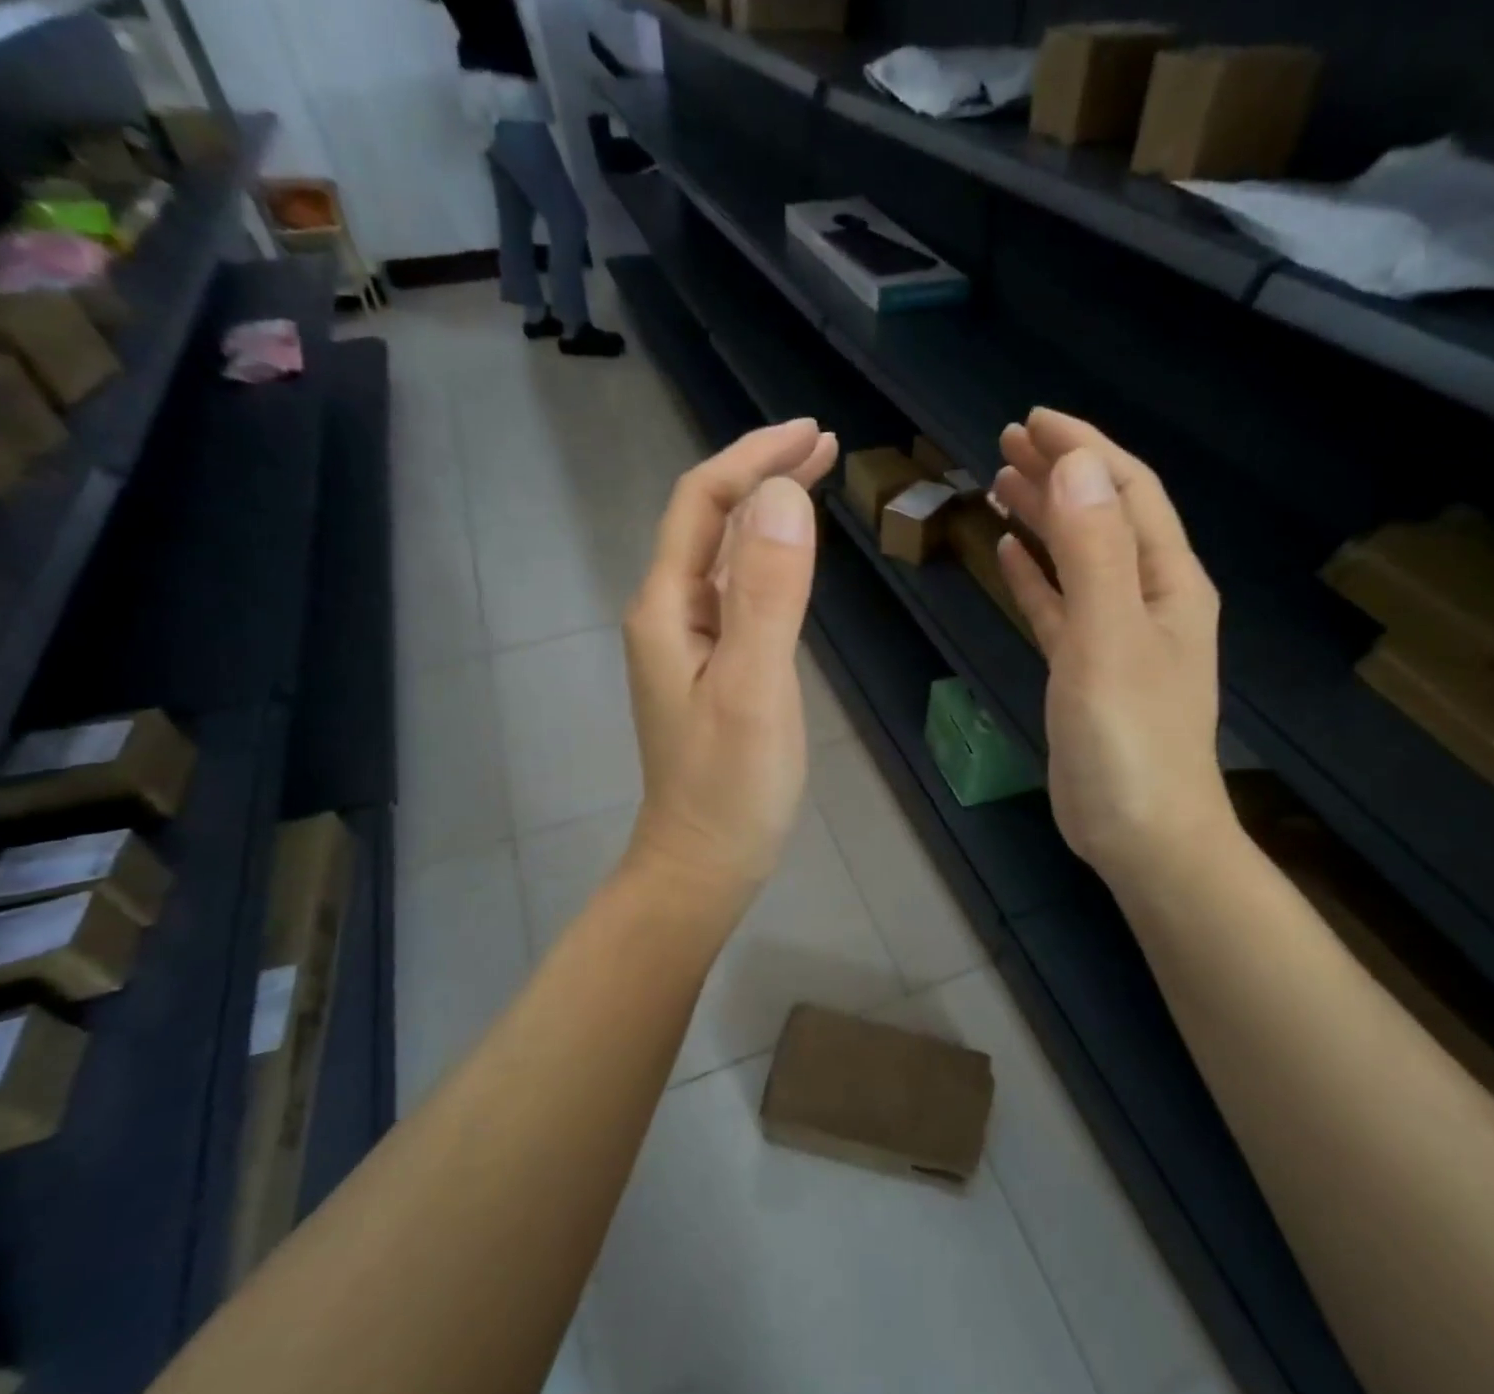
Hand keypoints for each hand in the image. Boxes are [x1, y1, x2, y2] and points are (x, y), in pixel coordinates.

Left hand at [622, 418, 838, 897]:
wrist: (705, 861)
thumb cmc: (730, 784)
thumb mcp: (753, 686)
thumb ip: (766, 592)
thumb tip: (783, 495)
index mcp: (667, 608)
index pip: (702, 504)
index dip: (753, 459)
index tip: (814, 433)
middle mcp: (670, 613)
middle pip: (709, 520)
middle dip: (762, 473)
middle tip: (826, 443)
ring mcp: (690, 642)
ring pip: (725, 554)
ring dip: (767, 510)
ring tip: (817, 478)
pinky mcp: (714, 667)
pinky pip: (738, 591)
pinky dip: (769, 557)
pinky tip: (793, 553)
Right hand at [992, 409, 1233, 885]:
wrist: (1141, 832)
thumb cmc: (1129, 737)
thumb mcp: (1109, 637)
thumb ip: (1094, 550)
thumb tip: (1075, 466)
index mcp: (1167, 581)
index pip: (1127, 490)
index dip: (1085, 449)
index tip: (1032, 420)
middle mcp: (1148, 598)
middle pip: (1103, 516)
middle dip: (1061, 474)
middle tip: (1006, 444)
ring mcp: (1116, 636)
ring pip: (1078, 558)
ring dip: (1044, 519)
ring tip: (1000, 486)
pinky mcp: (1087, 670)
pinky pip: (1060, 606)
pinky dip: (1036, 576)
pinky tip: (1009, 554)